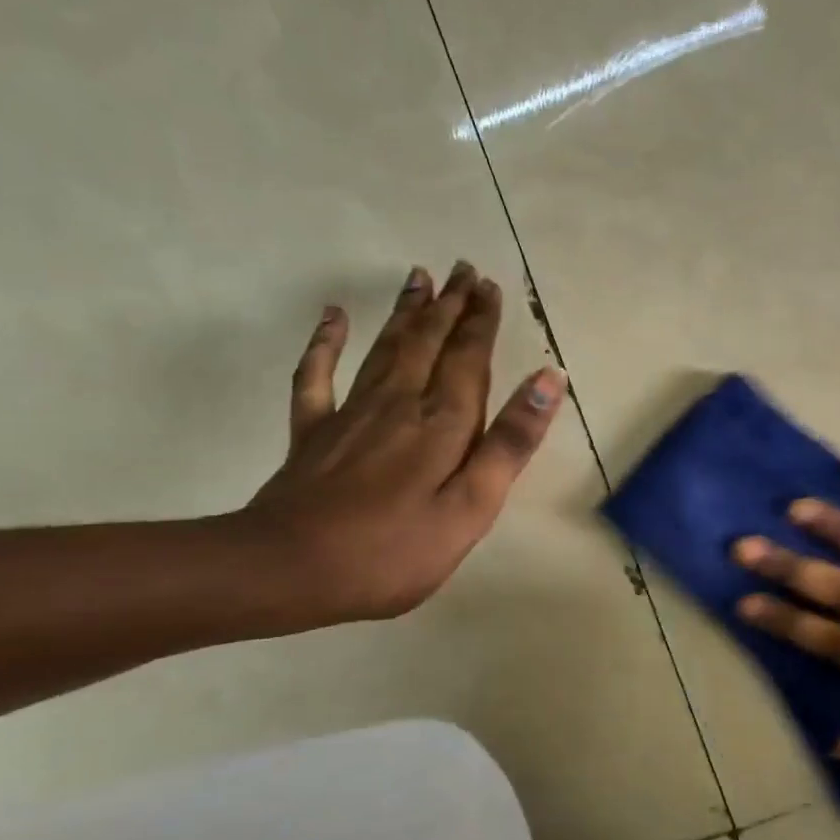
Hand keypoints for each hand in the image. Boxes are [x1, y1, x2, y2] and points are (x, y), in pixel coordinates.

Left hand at [244, 260, 566, 620]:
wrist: (289, 570)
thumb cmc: (394, 550)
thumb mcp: (471, 507)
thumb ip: (510, 443)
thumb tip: (549, 379)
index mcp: (443, 423)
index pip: (469, 358)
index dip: (481, 322)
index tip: (490, 286)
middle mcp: (400, 403)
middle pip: (429, 342)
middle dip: (449, 305)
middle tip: (463, 269)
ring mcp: (352, 413)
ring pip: (386, 347)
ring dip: (407, 312)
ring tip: (419, 277)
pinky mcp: (313, 431)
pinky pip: (317, 374)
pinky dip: (325, 342)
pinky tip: (333, 316)